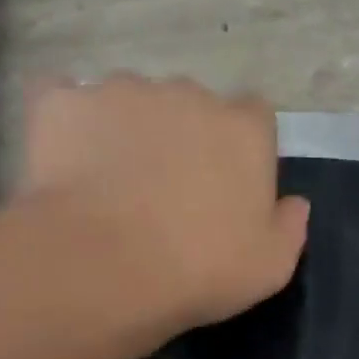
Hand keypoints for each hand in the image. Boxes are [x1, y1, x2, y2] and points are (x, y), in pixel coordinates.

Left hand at [20, 76, 309, 330]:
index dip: (242, 149)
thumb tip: (295, 203)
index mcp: (244, 130)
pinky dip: (71, 124)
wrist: (104, 265)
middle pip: (192, 105)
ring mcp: (121, 90)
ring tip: (113, 183)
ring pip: (132, 101)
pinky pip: (68, 101)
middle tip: (169, 190)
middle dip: (185, 136)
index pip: (255, 117)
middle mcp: (187, 94)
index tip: (229, 185)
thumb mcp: (271, 266)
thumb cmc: (202, 268)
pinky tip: (67, 161)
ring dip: (130, 130)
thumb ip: (290, 227)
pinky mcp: (62, 100)